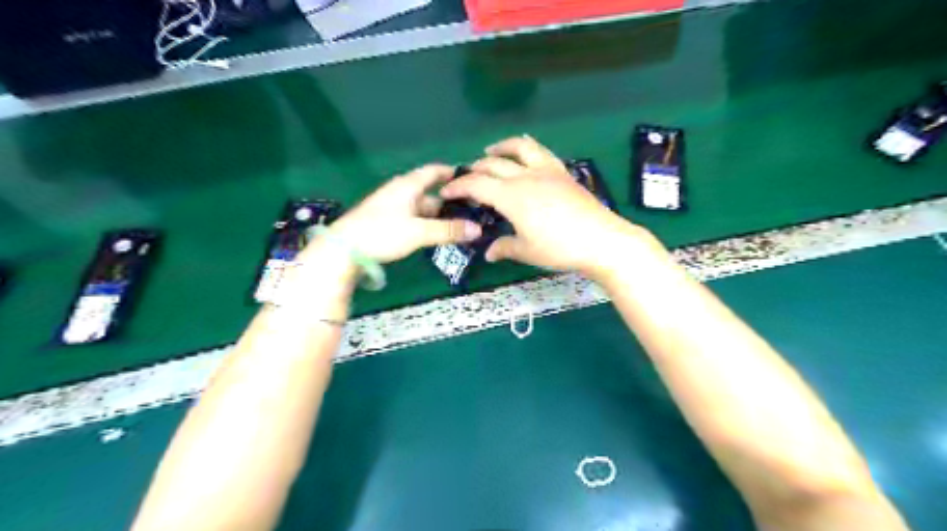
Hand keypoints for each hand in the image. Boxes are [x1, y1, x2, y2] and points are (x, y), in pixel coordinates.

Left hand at [328, 164, 487, 262]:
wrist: (344, 248)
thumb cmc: (383, 232)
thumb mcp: (419, 231)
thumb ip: (448, 230)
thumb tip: (478, 230)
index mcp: (408, 185)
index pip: (434, 171)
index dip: (452, 172)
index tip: (472, 178)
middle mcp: (401, 191)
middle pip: (431, 192)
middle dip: (450, 200)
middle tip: (473, 211)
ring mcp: (393, 207)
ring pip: (422, 207)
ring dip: (439, 215)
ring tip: (460, 226)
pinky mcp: (387, 221)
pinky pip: (414, 218)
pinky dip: (428, 223)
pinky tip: (437, 235)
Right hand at [441, 134, 655, 280]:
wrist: (602, 240)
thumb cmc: (560, 248)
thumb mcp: (527, 251)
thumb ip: (504, 248)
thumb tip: (489, 253)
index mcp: (511, 196)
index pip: (476, 184)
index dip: (458, 186)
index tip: (447, 192)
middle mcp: (525, 176)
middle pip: (493, 164)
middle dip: (474, 169)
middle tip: (465, 178)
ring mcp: (546, 171)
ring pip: (519, 147)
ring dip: (500, 147)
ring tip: (490, 152)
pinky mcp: (562, 172)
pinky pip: (541, 151)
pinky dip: (526, 147)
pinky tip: (525, 152)